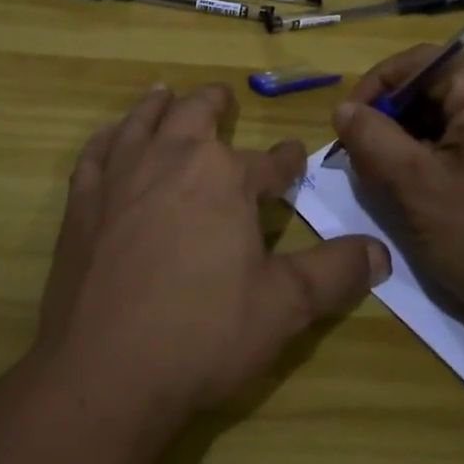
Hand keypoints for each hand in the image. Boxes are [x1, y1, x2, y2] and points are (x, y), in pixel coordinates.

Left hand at [33, 82, 388, 428]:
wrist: (106, 371)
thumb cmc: (203, 333)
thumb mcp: (285, 307)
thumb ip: (334, 273)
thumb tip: (381, 252)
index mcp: (226, 177)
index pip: (270, 161)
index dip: (287, 159)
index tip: (294, 155)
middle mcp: (173, 159)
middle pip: (197, 114)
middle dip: (215, 104)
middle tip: (223, 98)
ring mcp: (121, 176)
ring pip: (143, 121)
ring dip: (159, 105)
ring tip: (165, 93)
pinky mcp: (82, 202)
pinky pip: (96, 153)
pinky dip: (107, 138)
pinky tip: (111, 137)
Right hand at [329, 47, 463, 349]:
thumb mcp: (417, 187)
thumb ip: (372, 140)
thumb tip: (344, 110)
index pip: (418, 64)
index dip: (374, 88)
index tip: (344, 127)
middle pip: (434, 90)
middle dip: (391, 121)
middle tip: (362, 163)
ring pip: (449, 121)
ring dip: (411, 145)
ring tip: (388, 184)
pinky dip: (438, 162)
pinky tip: (424, 197)